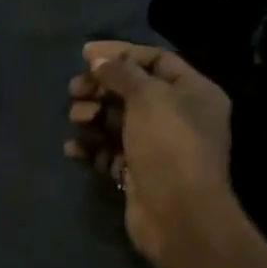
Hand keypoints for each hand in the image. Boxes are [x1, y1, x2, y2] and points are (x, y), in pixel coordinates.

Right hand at [66, 41, 236, 267]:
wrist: (178, 214)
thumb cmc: (168, 145)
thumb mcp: (147, 97)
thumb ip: (121, 72)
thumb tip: (97, 58)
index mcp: (193, 92)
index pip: (156, 60)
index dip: (120, 53)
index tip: (85, 55)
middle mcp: (179, 116)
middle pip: (133, 90)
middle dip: (101, 87)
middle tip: (74, 90)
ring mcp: (158, 147)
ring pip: (118, 121)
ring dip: (93, 116)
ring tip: (77, 119)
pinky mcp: (139, 172)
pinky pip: (110, 151)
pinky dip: (91, 147)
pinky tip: (73, 148)